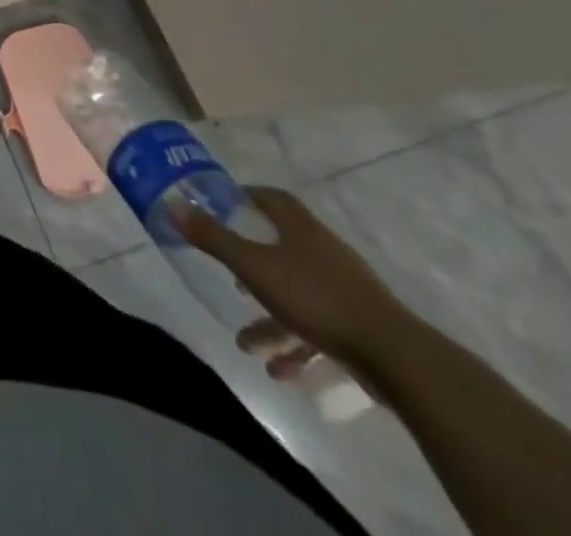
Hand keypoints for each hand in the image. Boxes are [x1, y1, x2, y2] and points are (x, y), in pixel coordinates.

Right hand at [175, 185, 414, 378]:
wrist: (398, 359)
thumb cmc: (317, 298)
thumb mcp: (253, 266)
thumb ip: (213, 238)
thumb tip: (173, 205)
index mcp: (300, 229)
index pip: (271, 199)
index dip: (246, 198)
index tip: (221, 206)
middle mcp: (322, 252)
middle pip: (280, 249)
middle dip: (251, 267)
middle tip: (229, 278)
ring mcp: (344, 291)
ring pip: (296, 296)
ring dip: (270, 321)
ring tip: (246, 344)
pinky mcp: (359, 328)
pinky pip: (318, 330)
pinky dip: (297, 348)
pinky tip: (280, 372)